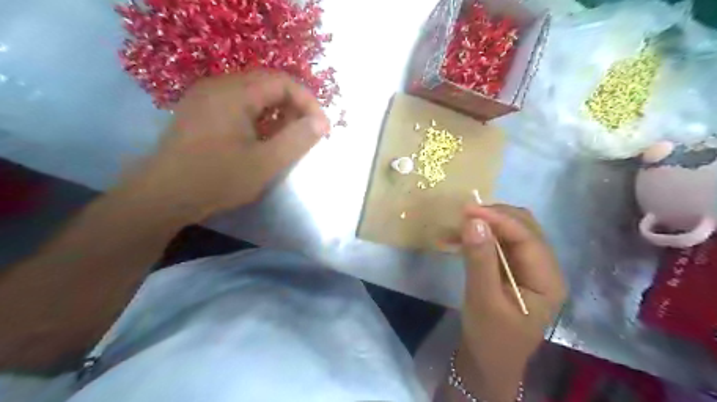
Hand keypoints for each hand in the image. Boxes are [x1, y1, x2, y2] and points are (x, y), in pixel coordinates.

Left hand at [119, 70, 327, 221]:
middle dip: (294, 107)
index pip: (283, 82)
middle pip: (268, 84)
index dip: (308, 102)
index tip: (321, 129)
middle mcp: (218, 86)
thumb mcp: (265, 163)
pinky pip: (238, 104)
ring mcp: (205, 98)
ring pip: (253, 94)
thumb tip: (321, 122)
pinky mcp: (199, 112)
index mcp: (234, 93)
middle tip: (306, 134)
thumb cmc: (217, 179)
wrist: (161, 197)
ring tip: (286, 139)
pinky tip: (260, 139)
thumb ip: (297, 140)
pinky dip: (258, 117)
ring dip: (276, 112)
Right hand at [456, 205, 562, 400]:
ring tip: (456, 226)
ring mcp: (528, 267)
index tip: (467, 210)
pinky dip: (479, 236)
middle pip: (523, 228)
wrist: (487, 362)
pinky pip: (499, 243)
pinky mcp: (512, 269)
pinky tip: (458, 238)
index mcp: (547, 280)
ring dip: (485, 224)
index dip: (498, 219)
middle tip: (461, 216)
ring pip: (510, 232)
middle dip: (493, 217)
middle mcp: (543, 268)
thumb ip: (480, 260)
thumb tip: (473, 221)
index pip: (527, 237)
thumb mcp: (483, 300)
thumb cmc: (490, 338)